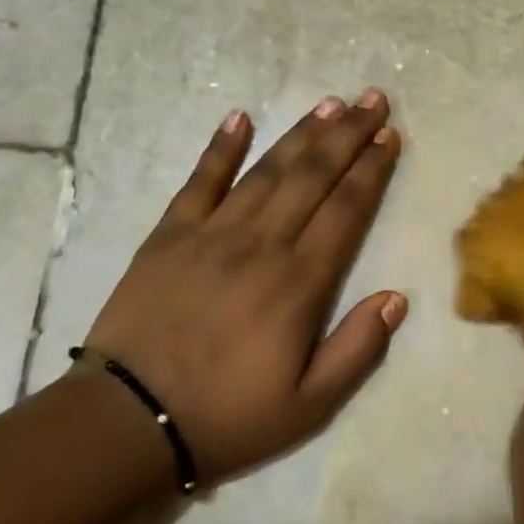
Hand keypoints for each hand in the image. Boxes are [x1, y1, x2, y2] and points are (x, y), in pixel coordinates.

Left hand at [80, 91, 405, 484]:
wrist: (126, 423)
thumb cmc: (227, 417)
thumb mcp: (310, 405)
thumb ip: (358, 349)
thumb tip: (396, 296)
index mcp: (299, 283)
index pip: (346, 210)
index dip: (371, 170)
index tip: (390, 136)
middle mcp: (261, 244)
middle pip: (313, 176)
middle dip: (348, 135)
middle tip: (373, 100)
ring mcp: (212, 234)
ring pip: (267, 170)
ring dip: (302, 133)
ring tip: (330, 103)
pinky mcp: (169, 236)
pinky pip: (199, 182)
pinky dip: (220, 147)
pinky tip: (239, 117)